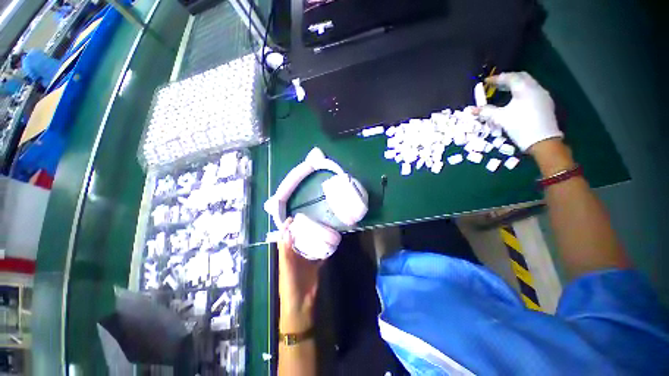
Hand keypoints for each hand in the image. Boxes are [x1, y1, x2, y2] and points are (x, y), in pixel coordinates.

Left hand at [278, 218, 321, 332]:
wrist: (301, 304)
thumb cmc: (290, 285)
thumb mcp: (286, 266)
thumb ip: (286, 250)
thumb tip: (287, 232)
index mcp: (286, 254)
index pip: (286, 237)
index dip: (288, 227)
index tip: (294, 217)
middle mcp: (296, 254)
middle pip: (298, 239)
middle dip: (302, 229)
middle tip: (310, 218)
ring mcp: (306, 260)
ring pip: (309, 244)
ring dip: (313, 237)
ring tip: (320, 226)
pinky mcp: (315, 265)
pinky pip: (320, 254)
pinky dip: (324, 248)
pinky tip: (329, 241)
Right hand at [477, 72, 562, 150]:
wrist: (543, 141)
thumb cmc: (520, 126)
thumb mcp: (500, 118)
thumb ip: (486, 111)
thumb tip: (470, 109)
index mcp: (524, 88)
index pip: (509, 77)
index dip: (496, 78)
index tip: (486, 81)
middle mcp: (535, 88)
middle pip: (521, 77)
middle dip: (507, 79)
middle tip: (495, 84)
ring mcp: (542, 95)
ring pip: (527, 84)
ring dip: (515, 85)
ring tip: (503, 91)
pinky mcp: (545, 103)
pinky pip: (532, 91)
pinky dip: (521, 91)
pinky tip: (516, 99)